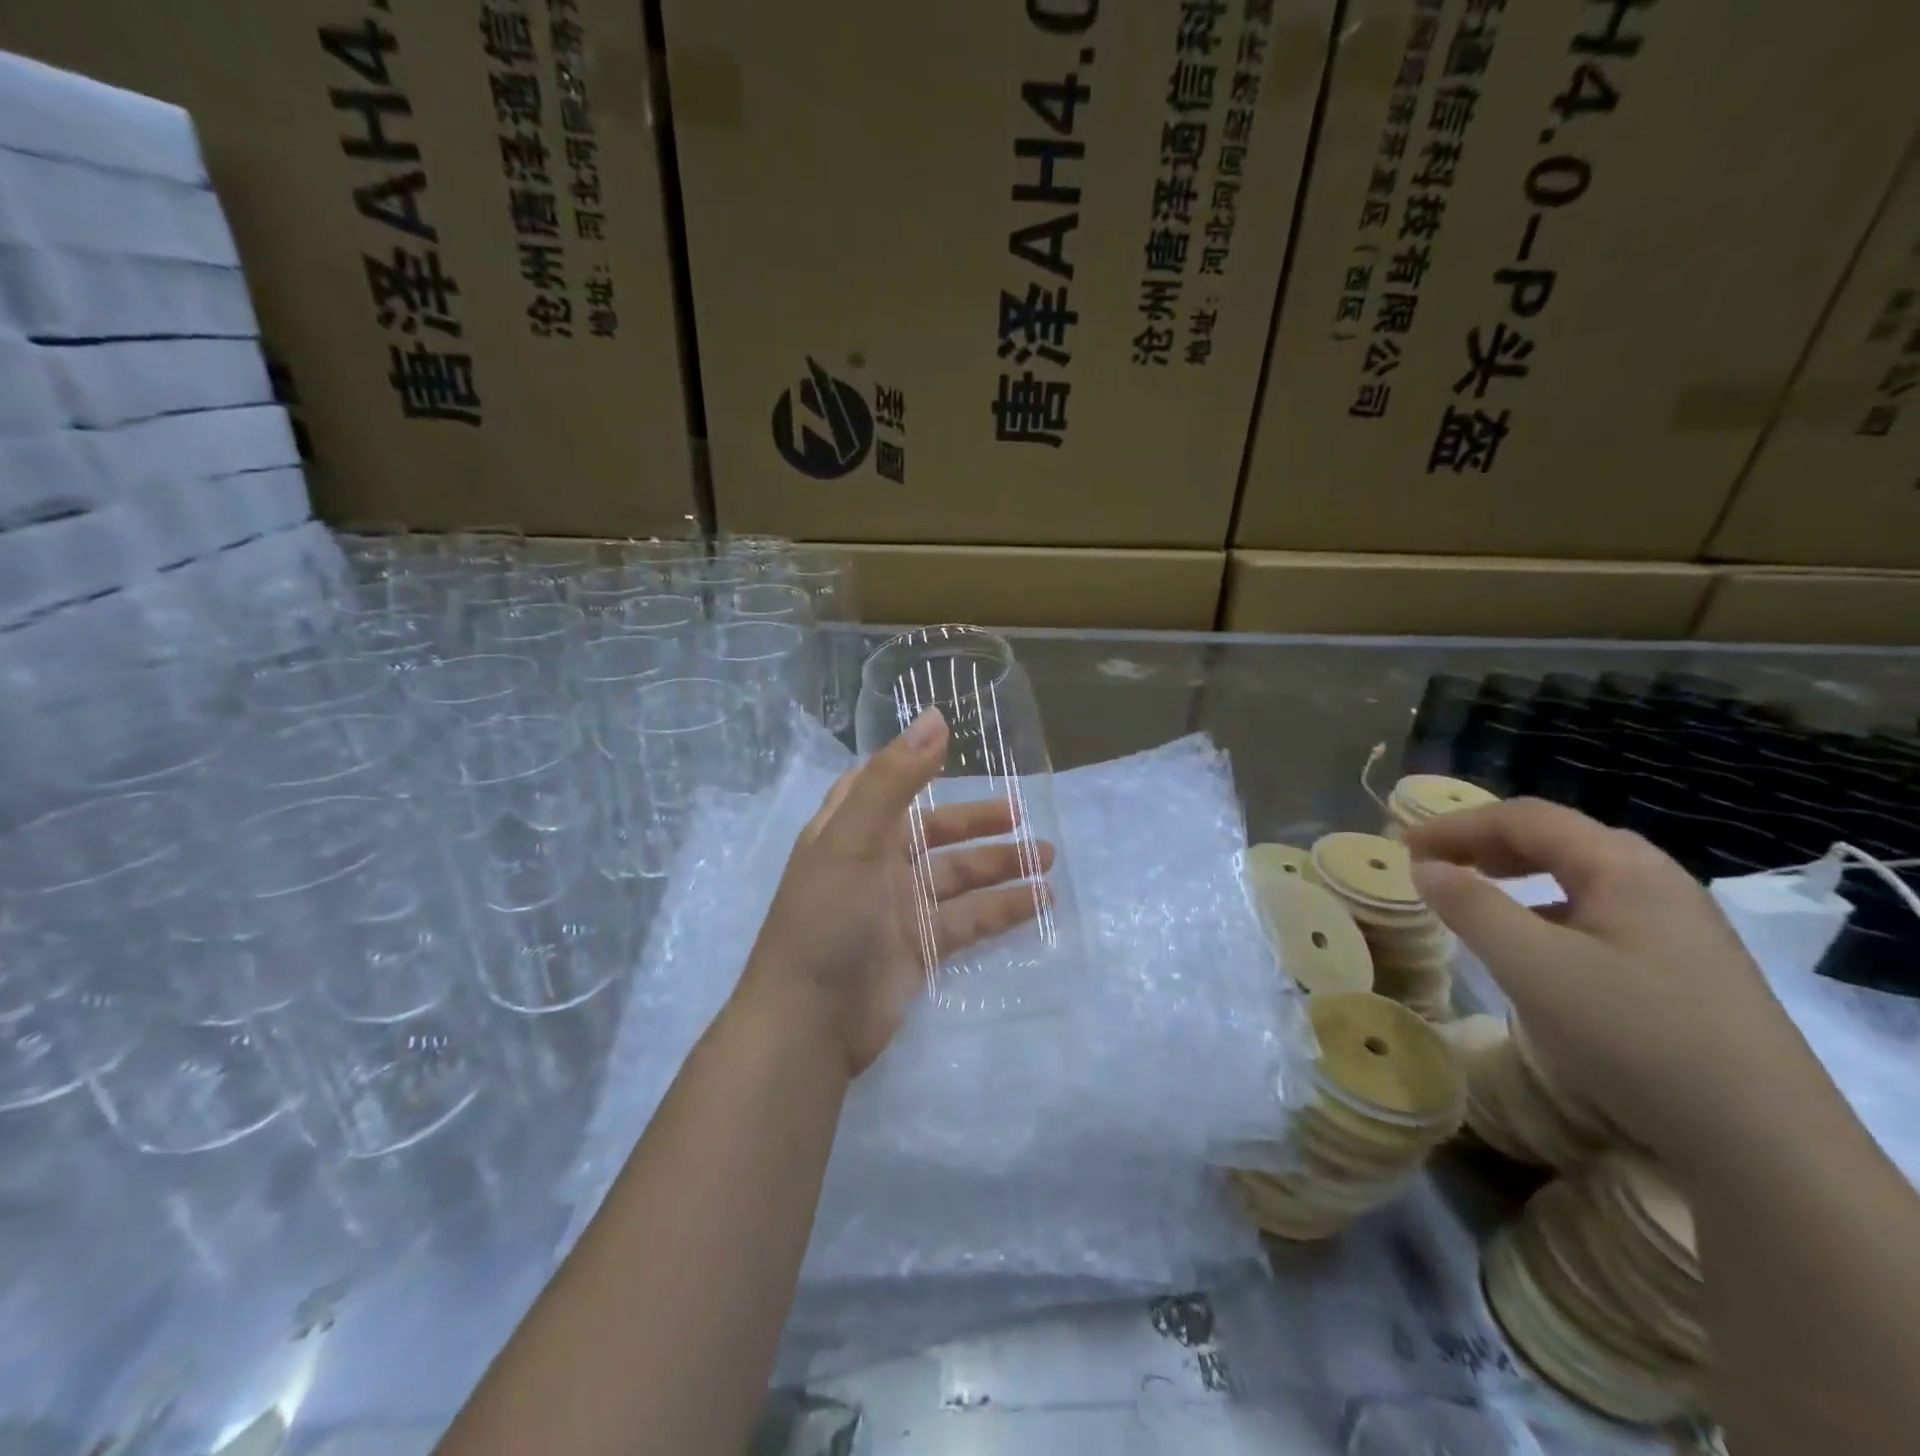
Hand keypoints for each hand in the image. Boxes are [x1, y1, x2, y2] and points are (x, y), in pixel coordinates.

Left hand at [734, 708, 1055, 1078]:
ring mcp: (901, 907)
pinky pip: (970, 919)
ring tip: (1047, 856)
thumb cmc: (825, 919)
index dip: (916, 767)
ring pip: (959, 875)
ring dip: (1001, 864)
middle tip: (1023, 814)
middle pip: (935, 831)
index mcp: (852, 831)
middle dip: (977, 822)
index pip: (884, 785)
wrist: (808, 1022)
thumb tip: (935, 718)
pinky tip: (1040, 900)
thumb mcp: (853, 840)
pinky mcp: (922, 948)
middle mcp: (877, 863)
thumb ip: (893, 780)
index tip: (959, 748)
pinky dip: (1003, 908)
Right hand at [1406, 798, 1826, 1167]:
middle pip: (1556, 839)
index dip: (1456, 824)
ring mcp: (1677, 926)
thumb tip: (1425, 867)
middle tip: (1431, 863)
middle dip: (1484, 843)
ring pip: (1577, 876)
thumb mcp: (1533, 966)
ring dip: (1514, 874)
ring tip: (1472, 892)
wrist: (1764, 1144)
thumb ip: (1471, 906)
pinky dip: (1544, 908)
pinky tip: (1530, 942)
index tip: (1402, 845)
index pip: (1526, 818)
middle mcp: (1657, 882)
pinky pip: (1596, 912)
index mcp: (1625, 867)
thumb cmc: (1634, 1035)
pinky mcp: (1682, 967)